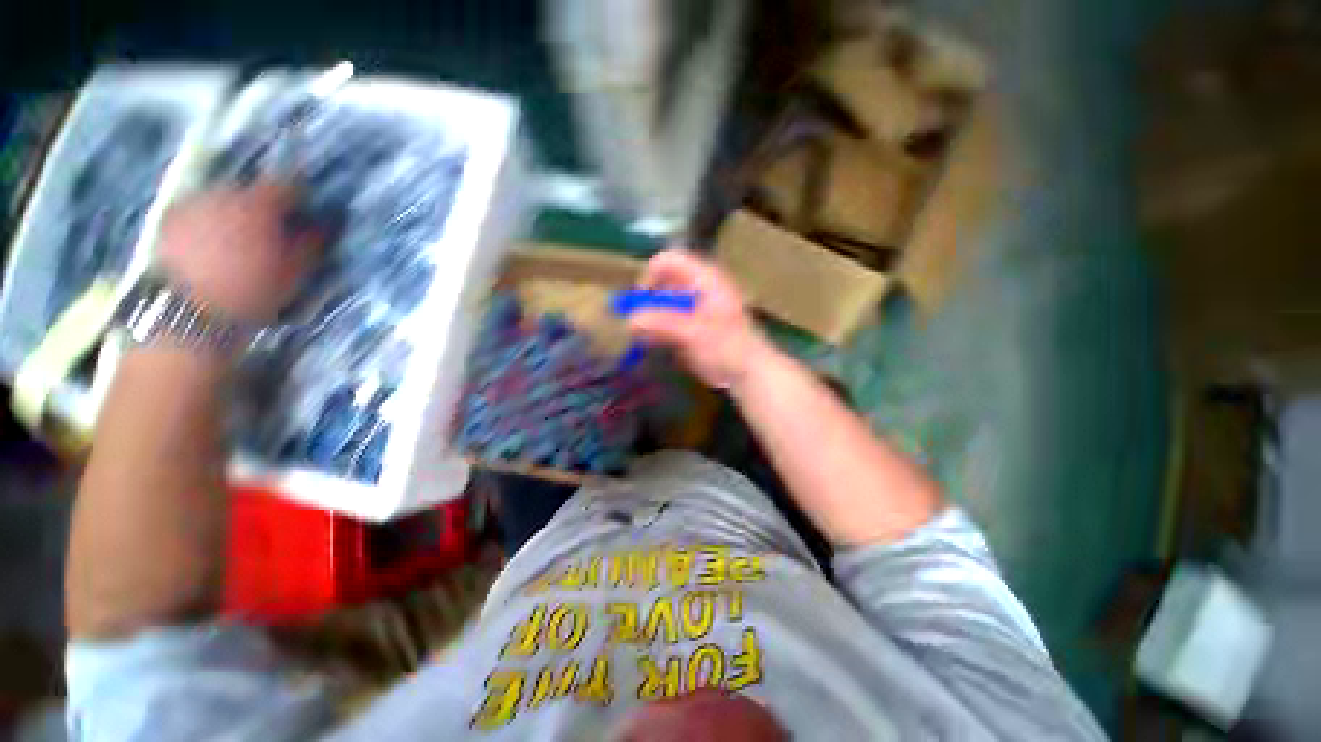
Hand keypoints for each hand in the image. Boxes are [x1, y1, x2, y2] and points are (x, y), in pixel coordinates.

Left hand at [159, 182, 320, 322]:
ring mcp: (191, 204)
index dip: (301, 194)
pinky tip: (213, 244)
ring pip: (222, 199)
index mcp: (259, 204)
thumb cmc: (250, 291)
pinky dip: (209, 221)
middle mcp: (223, 194)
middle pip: (250, 189)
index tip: (308, 208)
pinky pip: (197, 212)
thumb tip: (318, 227)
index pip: (287, 184)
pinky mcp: (168, 220)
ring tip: (242, 237)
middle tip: (274, 226)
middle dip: (263, 204)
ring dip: (234, 212)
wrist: (187, 312)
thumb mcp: (294, 272)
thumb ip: (310, 245)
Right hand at [626, 248, 771, 388]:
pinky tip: (654, 347)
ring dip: (648, 320)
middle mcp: (697, 288)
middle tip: (636, 326)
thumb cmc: (727, 348)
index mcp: (703, 278)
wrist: (748, 374)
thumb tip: (629, 320)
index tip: (639, 302)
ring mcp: (693, 308)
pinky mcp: (689, 327)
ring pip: (660, 304)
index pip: (668, 261)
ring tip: (642, 339)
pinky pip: (664, 323)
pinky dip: (655, 332)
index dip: (650, 276)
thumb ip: (661, 323)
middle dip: (646, 302)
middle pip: (661, 283)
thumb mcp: (694, 332)